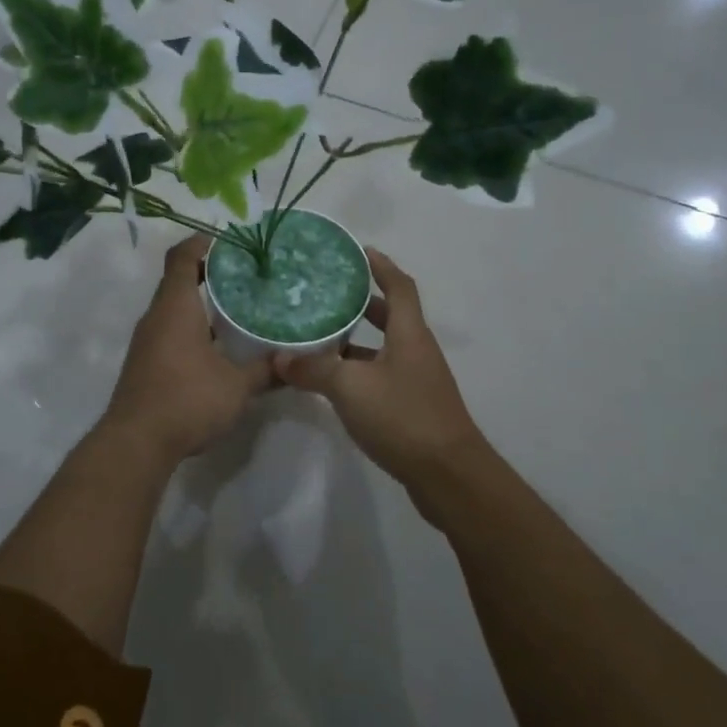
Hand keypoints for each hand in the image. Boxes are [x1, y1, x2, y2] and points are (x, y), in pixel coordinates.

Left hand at [103, 234, 273, 463]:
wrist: (137, 442)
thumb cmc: (187, 400)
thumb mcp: (237, 386)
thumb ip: (265, 370)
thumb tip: (292, 362)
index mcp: (175, 307)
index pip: (181, 257)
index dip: (202, 242)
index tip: (228, 242)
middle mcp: (156, 317)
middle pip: (177, 280)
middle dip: (208, 273)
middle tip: (244, 276)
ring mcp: (147, 341)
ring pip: (174, 308)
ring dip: (200, 303)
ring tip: (237, 308)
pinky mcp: (145, 363)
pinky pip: (170, 331)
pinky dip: (192, 327)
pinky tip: (218, 346)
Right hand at [273, 249, 485, 496]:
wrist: (448, 475)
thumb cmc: (403, 417)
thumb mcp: (350, 388)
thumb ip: (313, 370)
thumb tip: (278, 358)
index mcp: (409, 334)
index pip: (399, 287)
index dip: (382, 267)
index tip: (360, 251)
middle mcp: (417, 351)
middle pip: (392, 316)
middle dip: (363, 303)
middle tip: (329, 295)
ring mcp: (417, 381)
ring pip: (384, 349)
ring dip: (357, 341)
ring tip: (320, 336)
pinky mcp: (413, 407)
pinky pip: (382, 375)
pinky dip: (359, 371)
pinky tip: (333, 382)